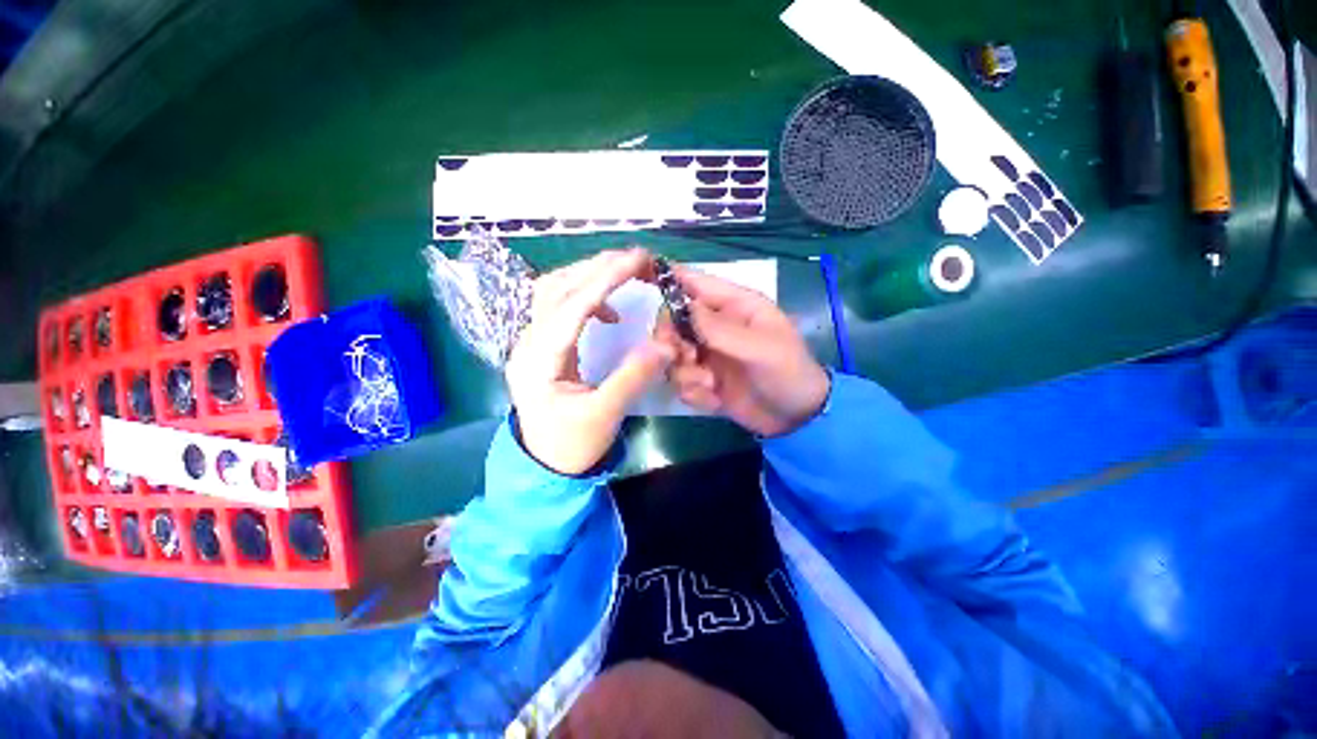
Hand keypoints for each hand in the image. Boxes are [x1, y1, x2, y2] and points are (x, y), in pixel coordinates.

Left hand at [506, 248, 675, 474]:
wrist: (545, 465)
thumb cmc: (572, 444)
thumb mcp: (604, 415)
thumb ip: (632, 378)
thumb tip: (664, 344)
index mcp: (540, 359)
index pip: (571, 306)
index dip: (604, 279)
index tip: (636, 260)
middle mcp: (529, 342)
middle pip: (556, 288)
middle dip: (596, 267)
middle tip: (636, 258)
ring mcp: (533, 342)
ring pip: (553, 292)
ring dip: (587, 275)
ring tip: (622, 271)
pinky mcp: (543, 346)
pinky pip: (559, 308)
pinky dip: (585, 298)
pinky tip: (608, 311)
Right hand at [656, 265, 829, 437]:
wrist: (797, 419)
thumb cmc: (788, 373)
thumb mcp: (760, 348)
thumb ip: (719, 329)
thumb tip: (681, 307)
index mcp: (733, 306)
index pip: (693, 282)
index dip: (665, 276)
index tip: (637, 275)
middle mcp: (715, 326)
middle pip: (671, 321)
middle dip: (673, 343)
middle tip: (689, 359)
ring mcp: (707, 354)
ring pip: (671, 354)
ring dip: (684, 373)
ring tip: (709, 384)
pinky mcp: (703, 379)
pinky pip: (680, 381)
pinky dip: (692, 392)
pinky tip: (714, 400)